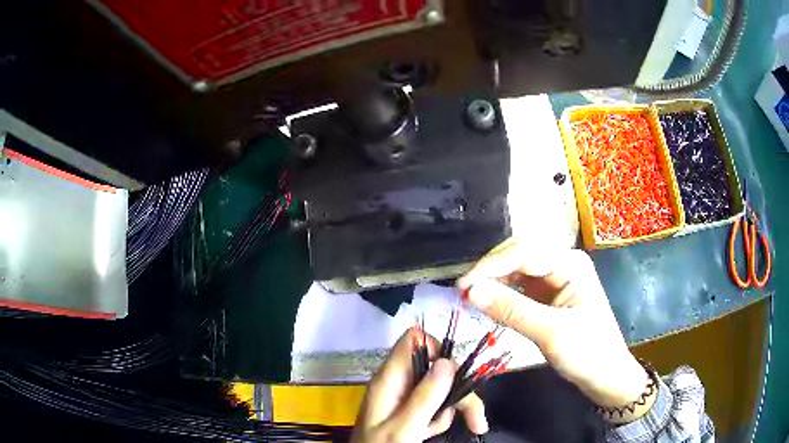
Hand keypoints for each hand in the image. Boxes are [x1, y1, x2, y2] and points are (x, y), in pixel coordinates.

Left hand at [351, 328, 488, 442]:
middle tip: (477, 419)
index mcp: (390, 379)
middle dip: (459, 391)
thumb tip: (448, 362)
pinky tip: (428, 433)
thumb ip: (425, 396)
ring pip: (440, 389)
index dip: (438, 350)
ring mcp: (403, 397)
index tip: (455, 375)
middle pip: (437, 368)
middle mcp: (398, 383)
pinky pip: (434, 406)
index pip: (414, 340)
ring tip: (434, 431)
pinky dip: (438, 420)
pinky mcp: (409, 410)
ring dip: (448, 410)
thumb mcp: (404, 427)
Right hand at [457, 238, 652, 417]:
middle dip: (491, 269)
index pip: (524, 251)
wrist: (606, 376)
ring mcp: (558, 278)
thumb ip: (511, 310)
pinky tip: (490, 300)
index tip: (462, 286)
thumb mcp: (550, 333)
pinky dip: (503, 291)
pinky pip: (521, 285)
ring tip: (471, 295)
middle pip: (520, 253)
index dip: (490, 266)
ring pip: (518, 268)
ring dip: (494, 279)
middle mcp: (564, 263)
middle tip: (464, 290)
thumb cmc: (587, 353)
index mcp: (571, 264)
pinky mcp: (551, 295)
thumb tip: (470, 291)